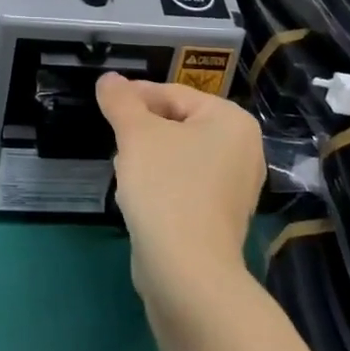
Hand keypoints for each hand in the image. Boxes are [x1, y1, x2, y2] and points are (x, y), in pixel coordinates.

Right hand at [96, 75, 265, 304]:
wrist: (186, 271)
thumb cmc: (166, 187)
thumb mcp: (136, 134)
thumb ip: (120, 101)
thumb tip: (108, 79)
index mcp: (232, 121)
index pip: (175, 93)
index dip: (136, 96)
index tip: (106, 103)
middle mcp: (243, 150)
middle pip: (179, 124)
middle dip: (142, 129)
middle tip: (114, 136)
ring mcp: (235, 187)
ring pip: (179, 156)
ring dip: (148, 157)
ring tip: (123, 167)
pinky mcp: (220, 218)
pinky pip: (184, 185)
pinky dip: (161, 184)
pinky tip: (137, 196)